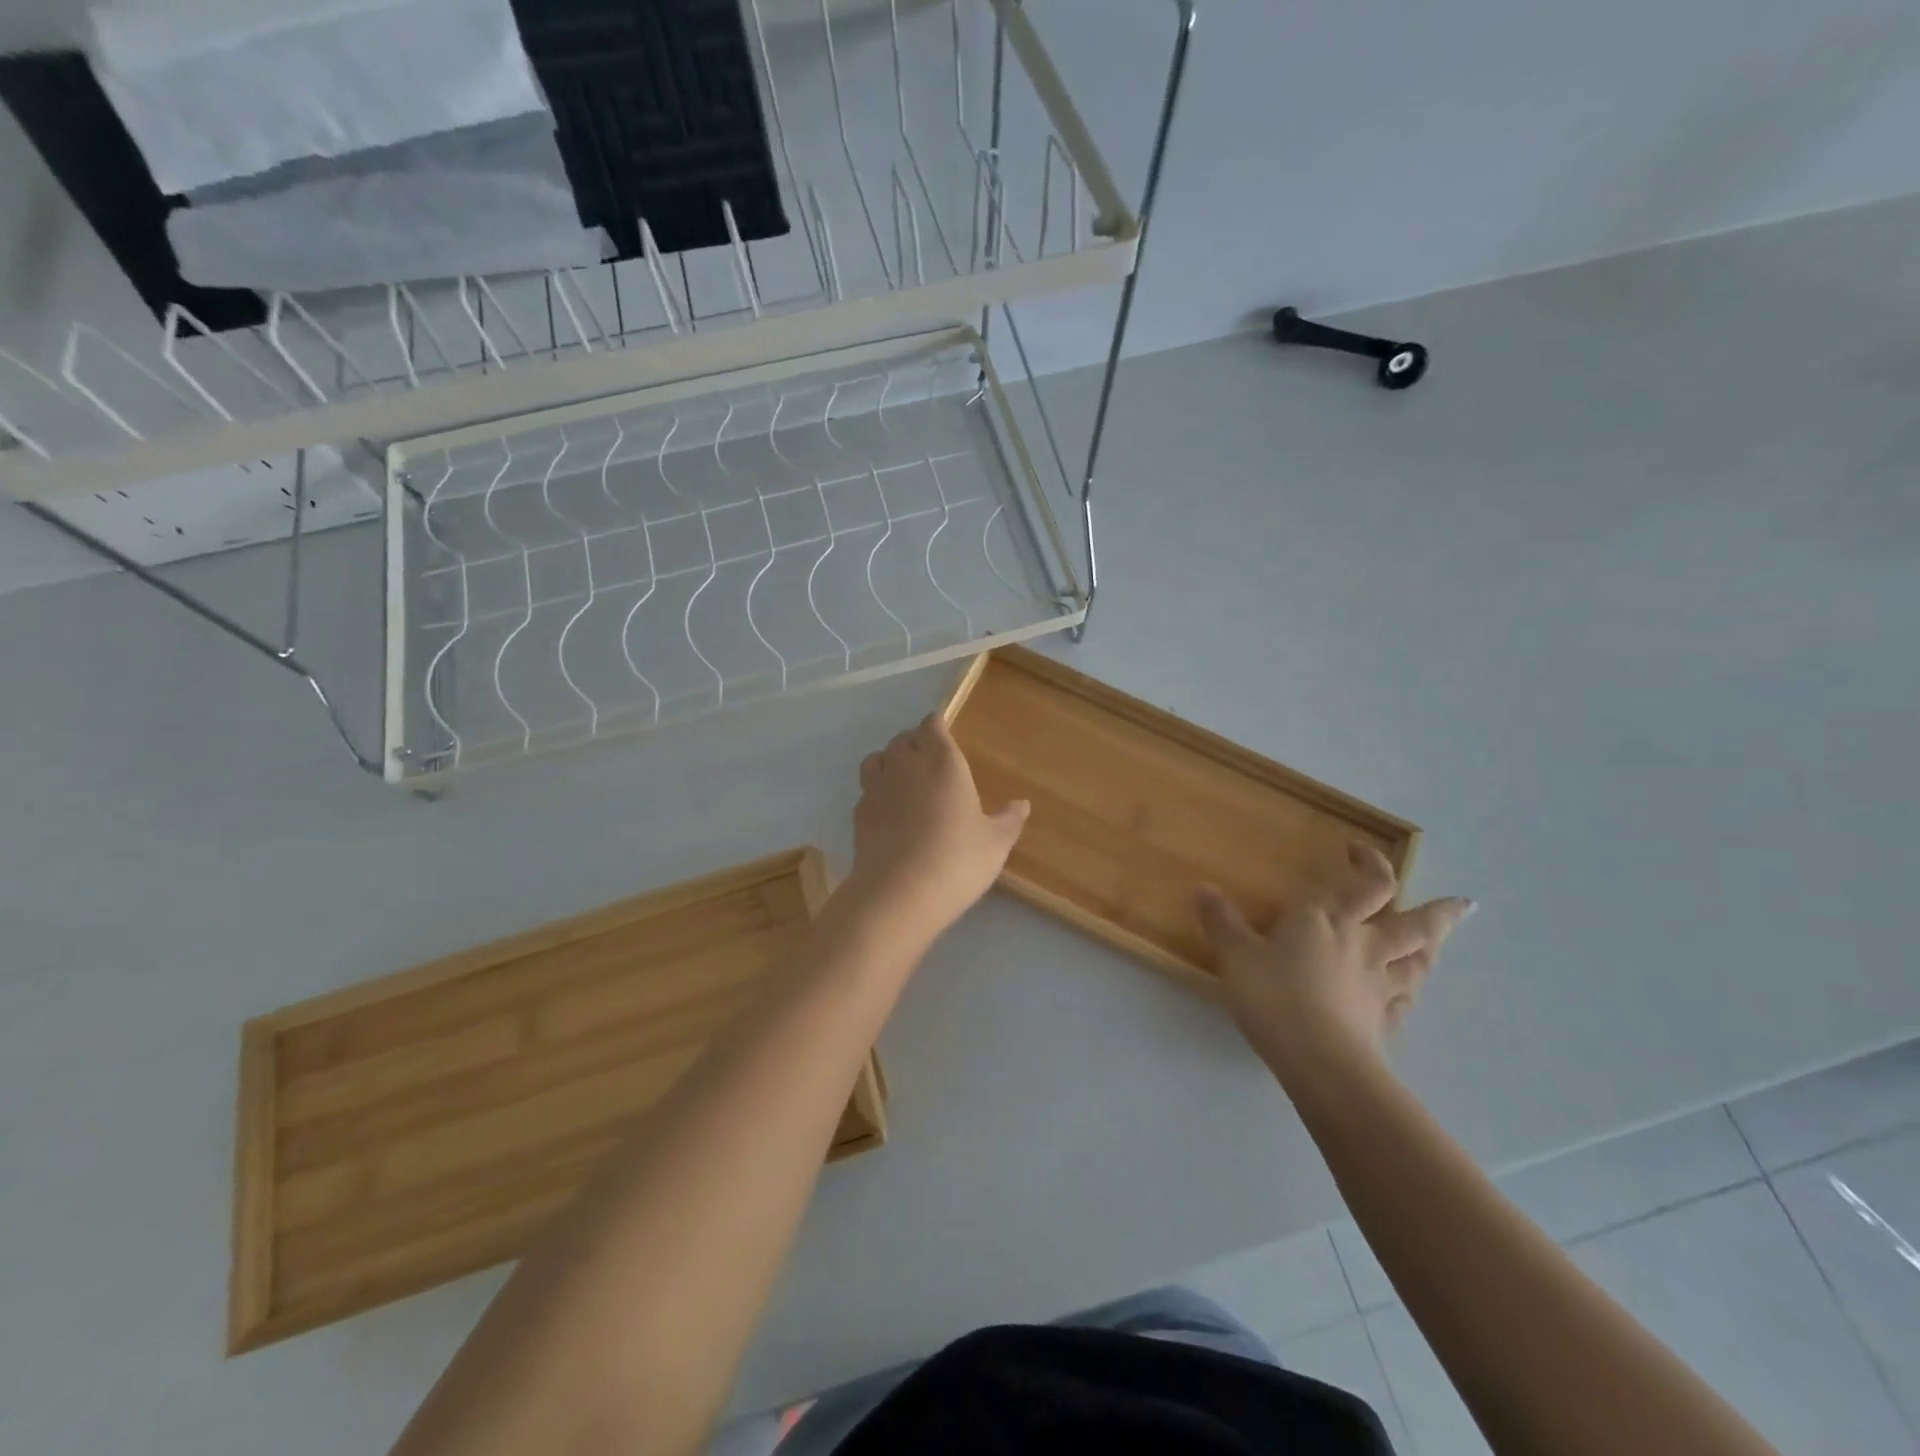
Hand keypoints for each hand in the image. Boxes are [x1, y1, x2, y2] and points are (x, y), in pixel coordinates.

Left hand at [844, 713, 1029, 938]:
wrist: (899, 894)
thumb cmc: (957, 860)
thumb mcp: (995, 844)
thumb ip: (1008, 820)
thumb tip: (1022, 804)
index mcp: (943, 763)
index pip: (932, 726)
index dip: (936, 725)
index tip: (942, 731)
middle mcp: (906, 766)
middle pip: (902, 739)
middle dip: (914, 742)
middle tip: (927, 758)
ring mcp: (877, 788)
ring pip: (877, 758)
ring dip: (889, 760)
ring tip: (902, 777)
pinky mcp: (859, 814)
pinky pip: (866, 789)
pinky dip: (876, 791)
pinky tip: (888, 810)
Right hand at [1195, 843, 1473, 1082]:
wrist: (1318, 1060)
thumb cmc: (1275, 996)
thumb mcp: (1236, 955)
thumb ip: (1222, 921)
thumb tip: (1203, 888)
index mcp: (1328, 918)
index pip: (1366, 882)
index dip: (1369, 862)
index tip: (1358, 850)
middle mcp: (1363, 944)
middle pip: (1414, 923)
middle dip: (1438, 911)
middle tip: (1463, 904)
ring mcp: (1380, 984)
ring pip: (1419, 961)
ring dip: (1434, 948)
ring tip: (1442, 941)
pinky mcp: (1383, 1021)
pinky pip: (1405, 1001)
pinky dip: (1409, 993)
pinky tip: (1407, 995)